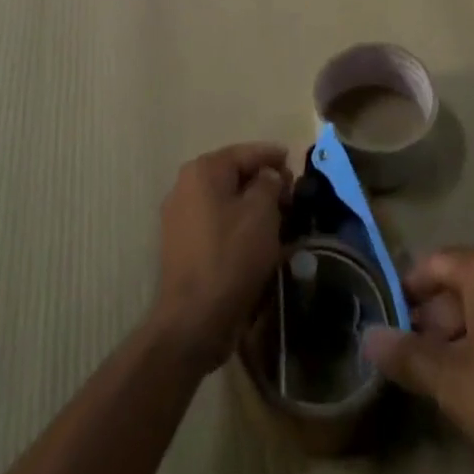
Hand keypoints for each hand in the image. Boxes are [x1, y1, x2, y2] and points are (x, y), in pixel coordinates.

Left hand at [149, 142, 291, 377]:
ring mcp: (179, 216)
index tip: (294, 163)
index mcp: (204, 170)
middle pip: (233, 174)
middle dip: (262, 181)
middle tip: (290, 195)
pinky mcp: (181, 244)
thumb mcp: (261, 212)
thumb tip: (268, 176)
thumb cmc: (231, 257)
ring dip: (250, 204)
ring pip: (224, 199)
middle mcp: (185, 185)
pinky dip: (236, 223)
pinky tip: (255, 238)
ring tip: (277, 217)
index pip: (246, 152)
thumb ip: (269, 182)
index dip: (273, 156)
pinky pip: (215, 222)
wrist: (193, 321)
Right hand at [362, 248, 473, 473]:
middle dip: (434, 317)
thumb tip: (367, 337)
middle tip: (413, 355)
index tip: (389, 319)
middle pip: (461, 282)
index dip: (407, 289)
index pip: (434, 263)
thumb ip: (406, 355)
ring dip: (461, 331)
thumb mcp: (450, 381)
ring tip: (443, 373)